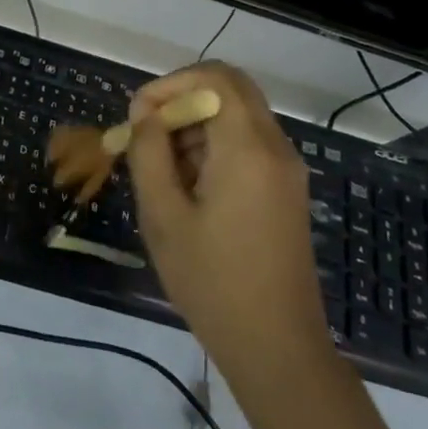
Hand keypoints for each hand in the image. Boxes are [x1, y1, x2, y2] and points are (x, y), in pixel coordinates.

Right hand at [127, 63, 327, 373]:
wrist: (278, 351)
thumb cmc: (214, 283)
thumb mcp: (164, 216)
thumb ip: (149, 152)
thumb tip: (145, 112)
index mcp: (248, 147)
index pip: (215, 77)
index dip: (172, 83)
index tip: (140, 114)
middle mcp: (275, 147)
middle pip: (231, 89)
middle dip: (184, 98)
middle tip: (149, 130)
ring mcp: (286, 169)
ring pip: (239, 115)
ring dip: (198, 123)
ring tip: (161, 167)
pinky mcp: (286, 190)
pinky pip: (249, 143)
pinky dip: (216, 145)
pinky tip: (188, 186)